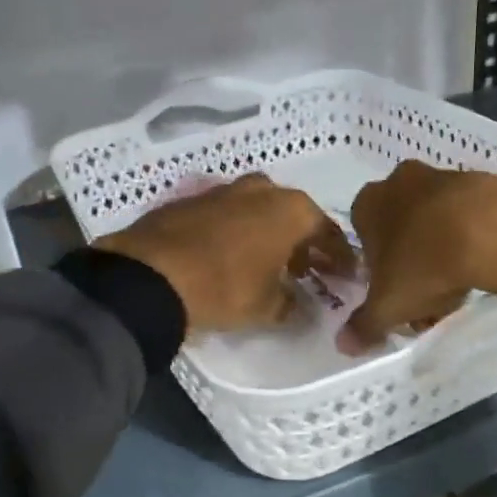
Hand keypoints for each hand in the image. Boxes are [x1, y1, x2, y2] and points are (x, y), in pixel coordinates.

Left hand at [96, 174, 353, 333]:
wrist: (150, 274)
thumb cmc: (225, 287)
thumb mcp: (267, 307)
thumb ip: (291, 304)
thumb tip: (300, 306)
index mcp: (290, 209)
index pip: (327, 231)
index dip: (339, 256)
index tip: (346, 275)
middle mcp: (261, 189)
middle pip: (292, 215)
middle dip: (302, 242)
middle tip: (306, 270)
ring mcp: (223, 190)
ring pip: (258, 210)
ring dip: (268, 234)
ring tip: (268, 265)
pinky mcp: (190, 200)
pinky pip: (227, 215)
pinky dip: (237, 233)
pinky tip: (230, 256)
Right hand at [341, 160, 496, 353]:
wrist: (493, 231)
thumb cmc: (424, 264)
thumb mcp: (388, 306)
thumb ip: (364, 326)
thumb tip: (343, 344)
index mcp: (368, 204)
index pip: (363, 241)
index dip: (378, 275)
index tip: (397, 299)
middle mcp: (400, 182)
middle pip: (400, 232)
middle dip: (411, 267)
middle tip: (428, 302)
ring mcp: (443, 177)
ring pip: (435, 225)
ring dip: (442, 255)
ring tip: (460, 290)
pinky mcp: (482, 181)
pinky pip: (468, 218)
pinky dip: (471, 240)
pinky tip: (483, 267)